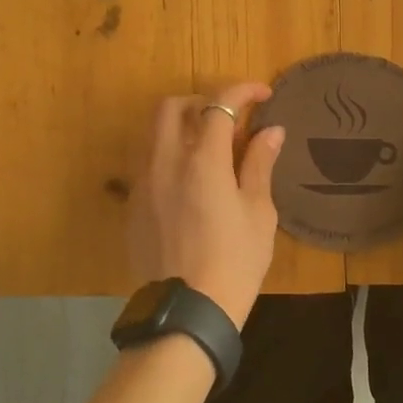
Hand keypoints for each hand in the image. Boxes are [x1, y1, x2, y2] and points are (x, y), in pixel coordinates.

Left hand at [126, 83, 284, 329]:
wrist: (187, 311)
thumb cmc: (235, 262)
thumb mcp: (258, 213)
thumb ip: (260, 165)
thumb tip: (271, 130)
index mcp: (203, 161)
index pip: (219, 104)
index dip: (243, 91)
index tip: (263, 94)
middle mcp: (166, 162)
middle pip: (173, 107)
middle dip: (202, 101)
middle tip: (228, 119)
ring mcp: (143, 183)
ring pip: (153, 133)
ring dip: (180, 126)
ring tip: (207, 148)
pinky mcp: (131, 205)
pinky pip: (146, 163)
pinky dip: (167, 155)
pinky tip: (187, 182)